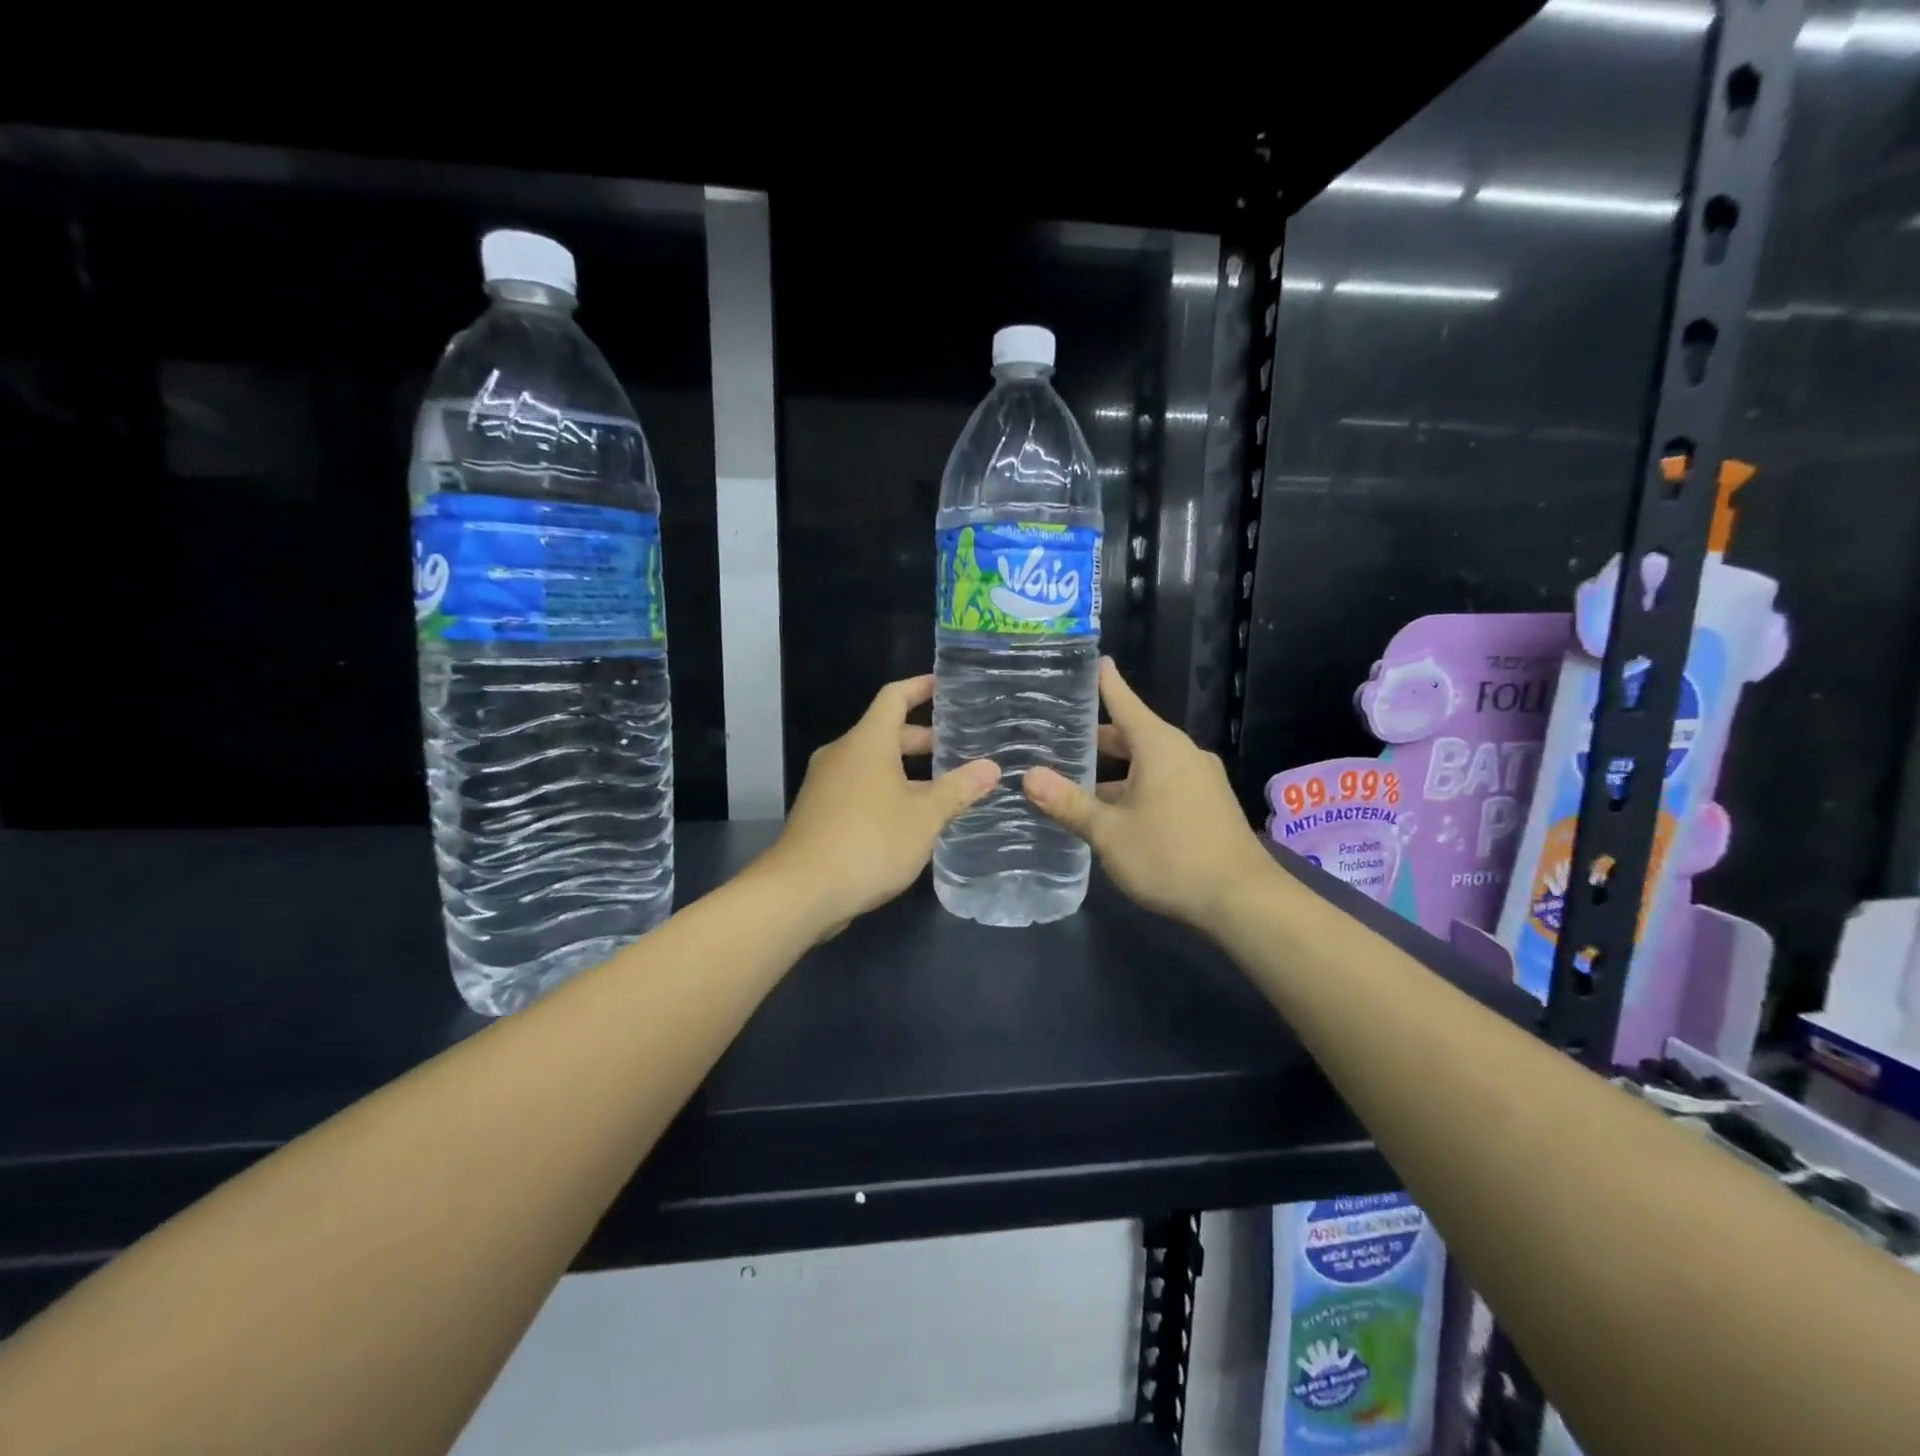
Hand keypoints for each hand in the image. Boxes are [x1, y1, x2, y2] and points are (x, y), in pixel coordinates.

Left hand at [756, 675, 999, 938]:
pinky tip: (912, 820)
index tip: (947, 686)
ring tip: (946, 788)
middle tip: (961, 749)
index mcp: (867, 742)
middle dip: (924, 739)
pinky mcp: (820, 813)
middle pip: (886, 733)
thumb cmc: (869, 842)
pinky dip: (888, 792)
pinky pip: (861, 789)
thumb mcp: (924, 817)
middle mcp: (843, 754)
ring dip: (908, 771)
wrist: (801, 892)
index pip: (895, 697)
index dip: (921, 687)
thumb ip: (958, 790)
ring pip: (874, 765)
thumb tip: (991, 767)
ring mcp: (826, 784)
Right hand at [1024, 659, 1271, 930]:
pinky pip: (1163, 782)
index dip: (1104, 682)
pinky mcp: (1208, 804)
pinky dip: (1135, 786)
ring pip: (1148, 762)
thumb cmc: (1171, 856)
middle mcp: (1182, 753)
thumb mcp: (1109, 832)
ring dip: (1115, 770)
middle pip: (1133, 734)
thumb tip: (1029, 776)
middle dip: (1097, 737)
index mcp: (1159, 746)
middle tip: (1058, 737)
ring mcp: (1200, 779)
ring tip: (1076, 780)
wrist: (1243, 901)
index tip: (1091, 660)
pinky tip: (1112, 812)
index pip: (1124, 701)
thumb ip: (1068, 803)